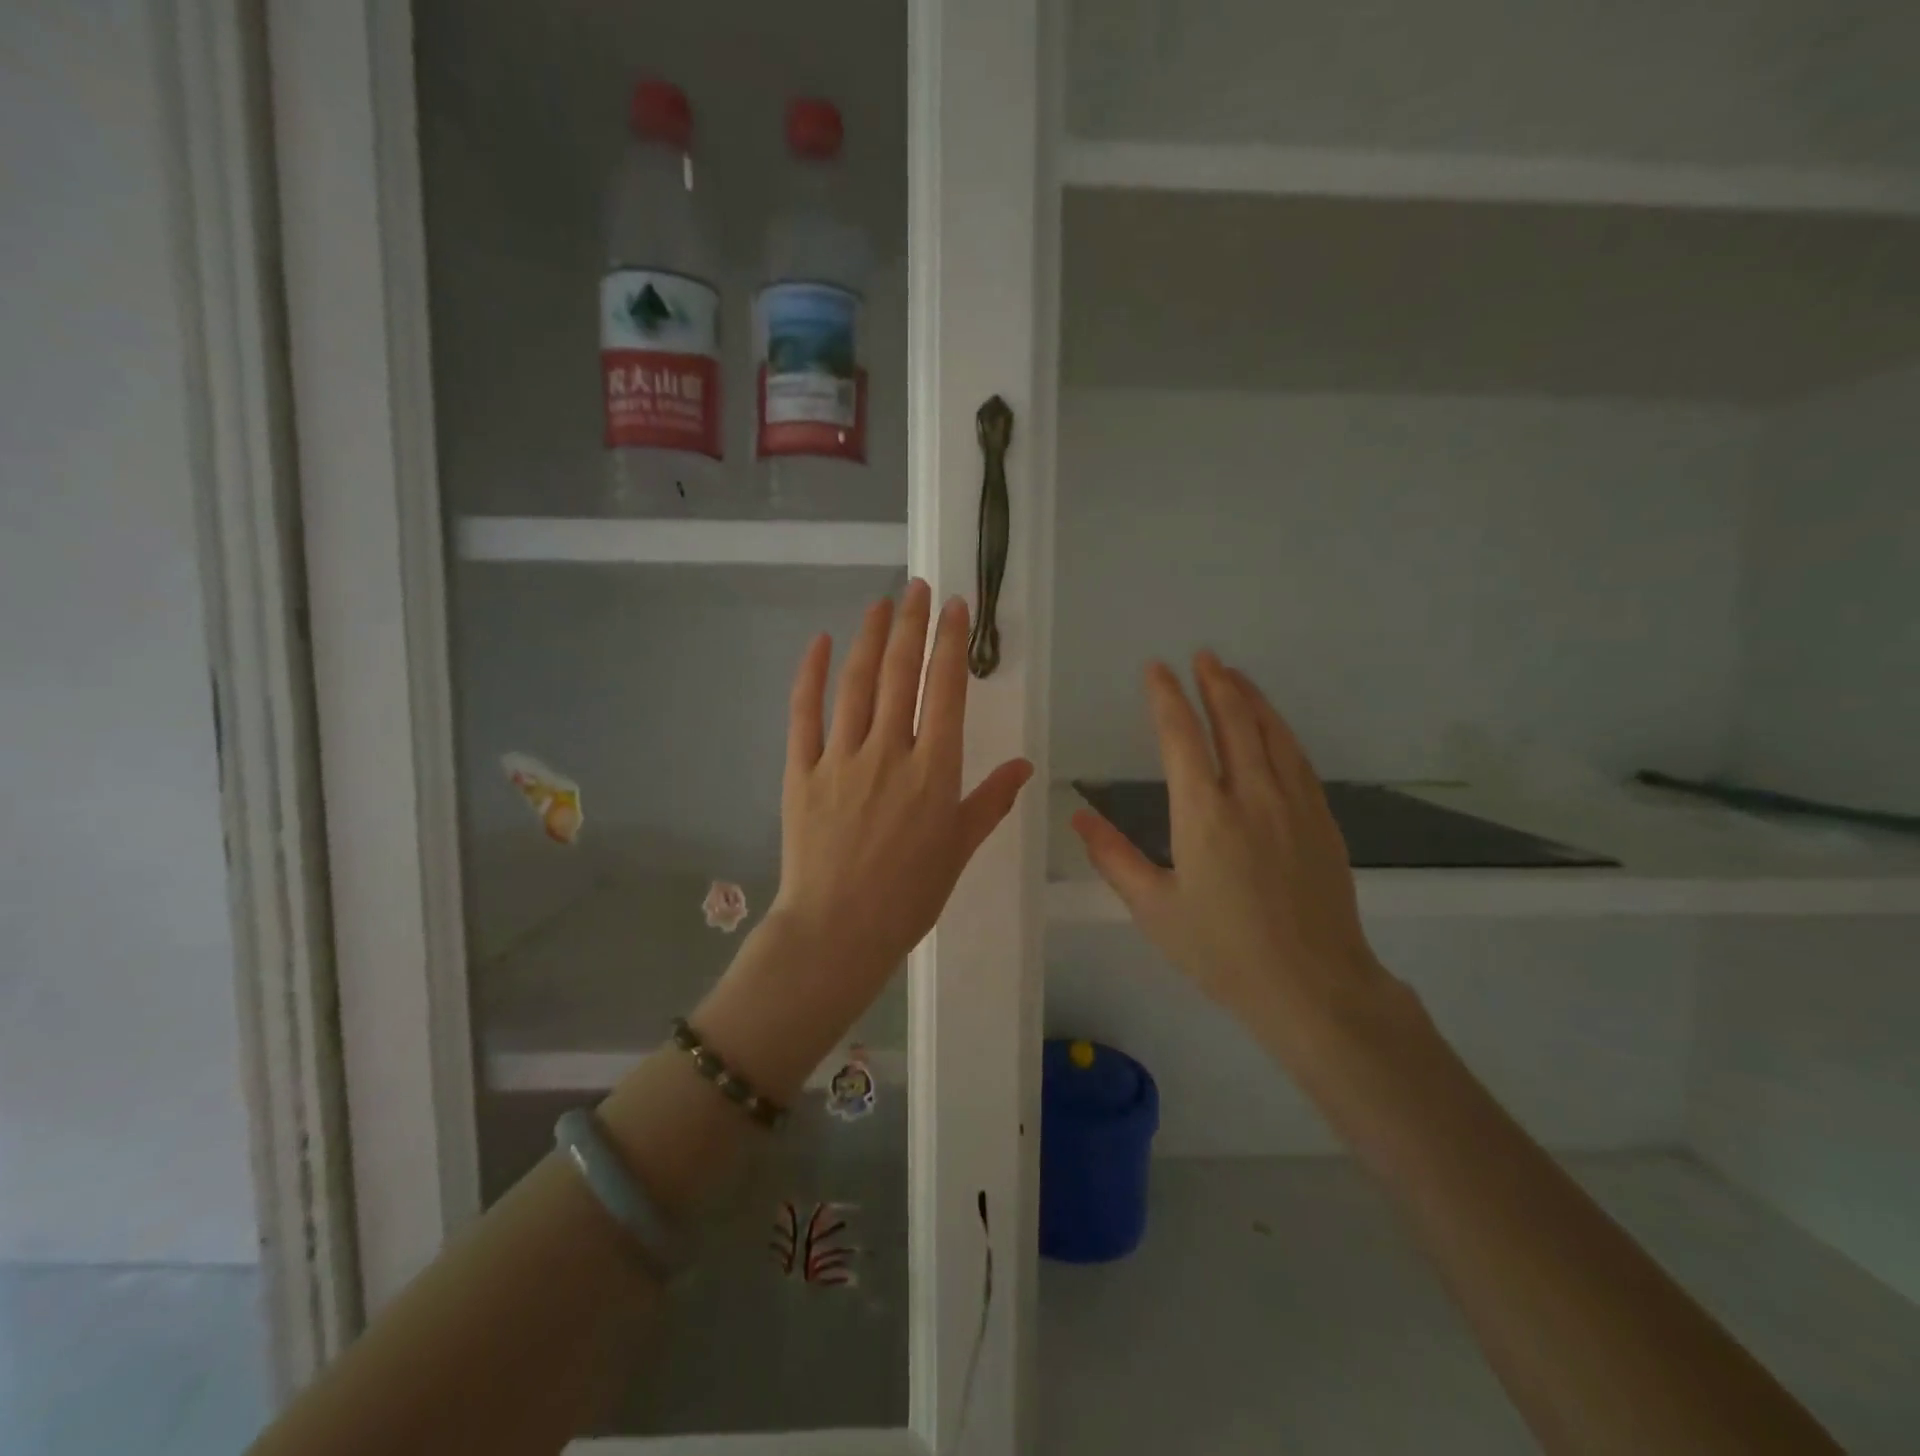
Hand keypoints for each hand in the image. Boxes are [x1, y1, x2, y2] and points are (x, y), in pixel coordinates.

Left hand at [765, 579, 1032, 1007]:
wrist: (837, 932)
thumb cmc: (908, 897)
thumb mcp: (959, 850)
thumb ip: (990, 803)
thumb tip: (1024, 767)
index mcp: (934, 771)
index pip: (947, 691)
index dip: (951, 644)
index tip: (955, 608)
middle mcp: (889, 752)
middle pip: (902, 674)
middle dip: (912, 625)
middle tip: (918, 587)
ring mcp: (841, 758)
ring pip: (857, 684)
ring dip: (870, 638)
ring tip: (881, 603)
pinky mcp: (801, 771)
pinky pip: (804, 714)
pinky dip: (812, 675)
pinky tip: (822, 643)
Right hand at [1070, 653, 1393, 1045]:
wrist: (1313, 986)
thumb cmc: (1222, 951)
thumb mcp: (1154, 909)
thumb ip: (1113, 857)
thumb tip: (1079, 815)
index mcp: (1203, 814)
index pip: (1181, 737)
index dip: (1166, 697)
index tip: (1156, 670)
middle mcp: (1251, 796)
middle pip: (1233, 721)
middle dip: (1214, 683)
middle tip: (1201, 655)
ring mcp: (1294, 804)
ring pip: (1272, 732)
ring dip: (1250, 697)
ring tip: (1234, 673)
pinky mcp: (1322, 819)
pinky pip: (1298, 758)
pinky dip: (1281, 729)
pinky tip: (1273, 725)